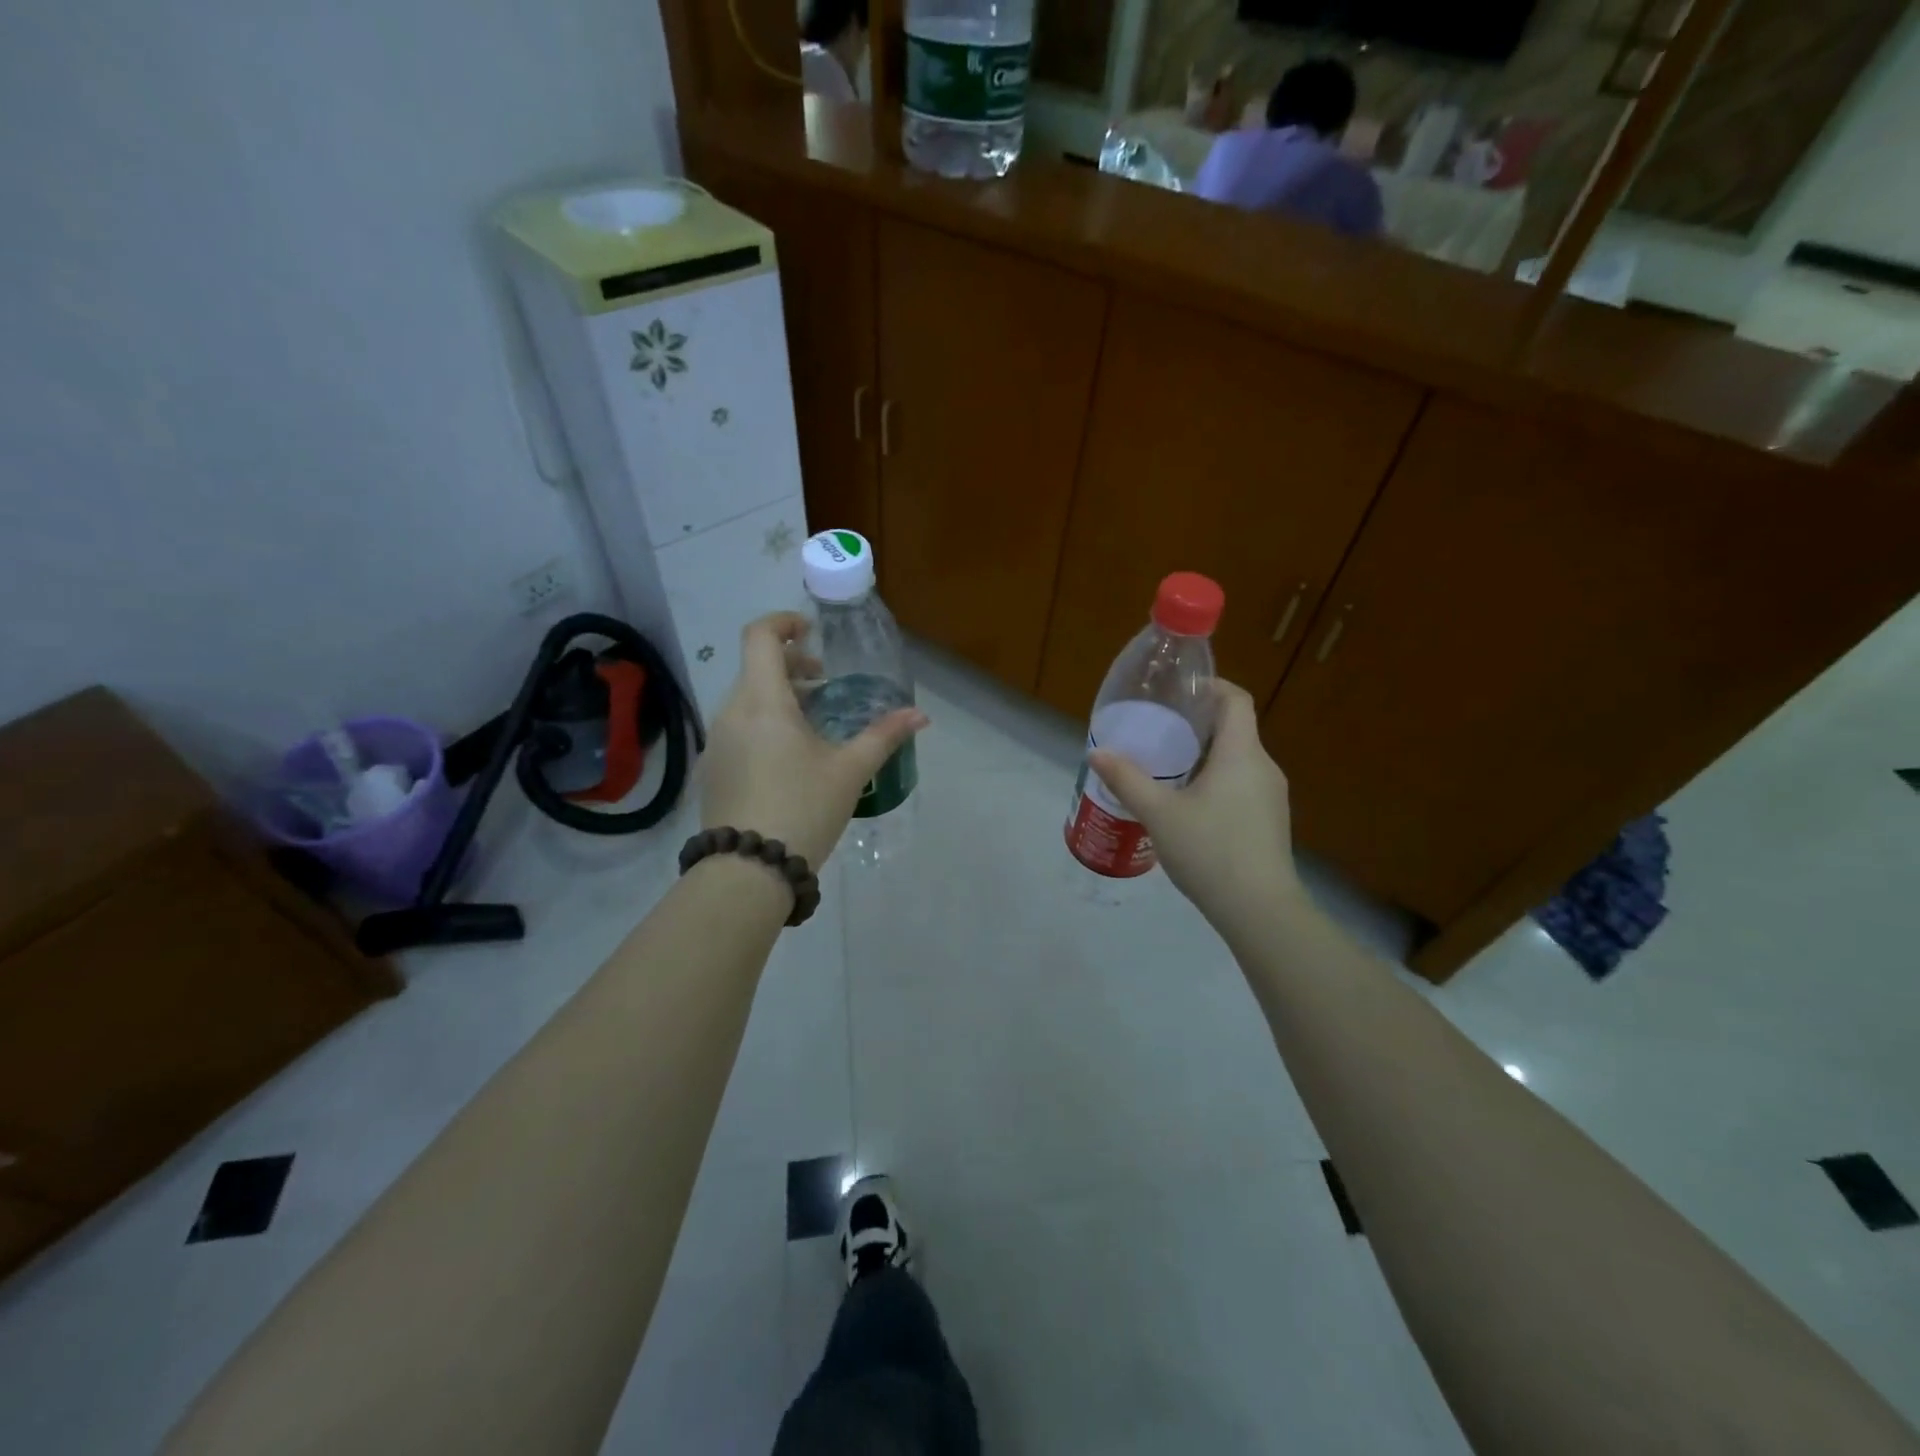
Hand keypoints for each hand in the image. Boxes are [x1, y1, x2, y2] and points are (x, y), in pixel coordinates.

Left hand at [700, 613, 926, 869]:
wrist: (748, 871)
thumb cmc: (803, 809)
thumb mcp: (849, 771)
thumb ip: (884, 736)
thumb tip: (920, 715)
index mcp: (763, 702)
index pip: (760, 636)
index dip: (784, 622)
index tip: (812, 633)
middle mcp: (731, 712)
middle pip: (756, 668)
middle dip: (792, 667)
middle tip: (826, 686)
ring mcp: (716, 742)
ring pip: (746, 700)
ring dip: (779, 698)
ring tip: (813, 726)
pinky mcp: (712, 769)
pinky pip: (738, 728)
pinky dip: (763, 724)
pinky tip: (788, 759)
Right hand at [1088, 679, 1305, 928]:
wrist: (1260, 910)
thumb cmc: (1210, 850)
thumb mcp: (1159, 814)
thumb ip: (1127, 780)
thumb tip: (1097, 752)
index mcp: (1242, 753)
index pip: (1235, 699)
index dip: (1209, 686)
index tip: (1177, 692)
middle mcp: (1263, 767)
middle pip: (1234, 728)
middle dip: (1197, 724)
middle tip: (1158, 732)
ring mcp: (1271, 796)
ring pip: (1237, 759)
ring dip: (1205, 756)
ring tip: (1166, 769)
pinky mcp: (1269, 821)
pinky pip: (1241, 785)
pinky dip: (1216, 781)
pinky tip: (1188, 806)